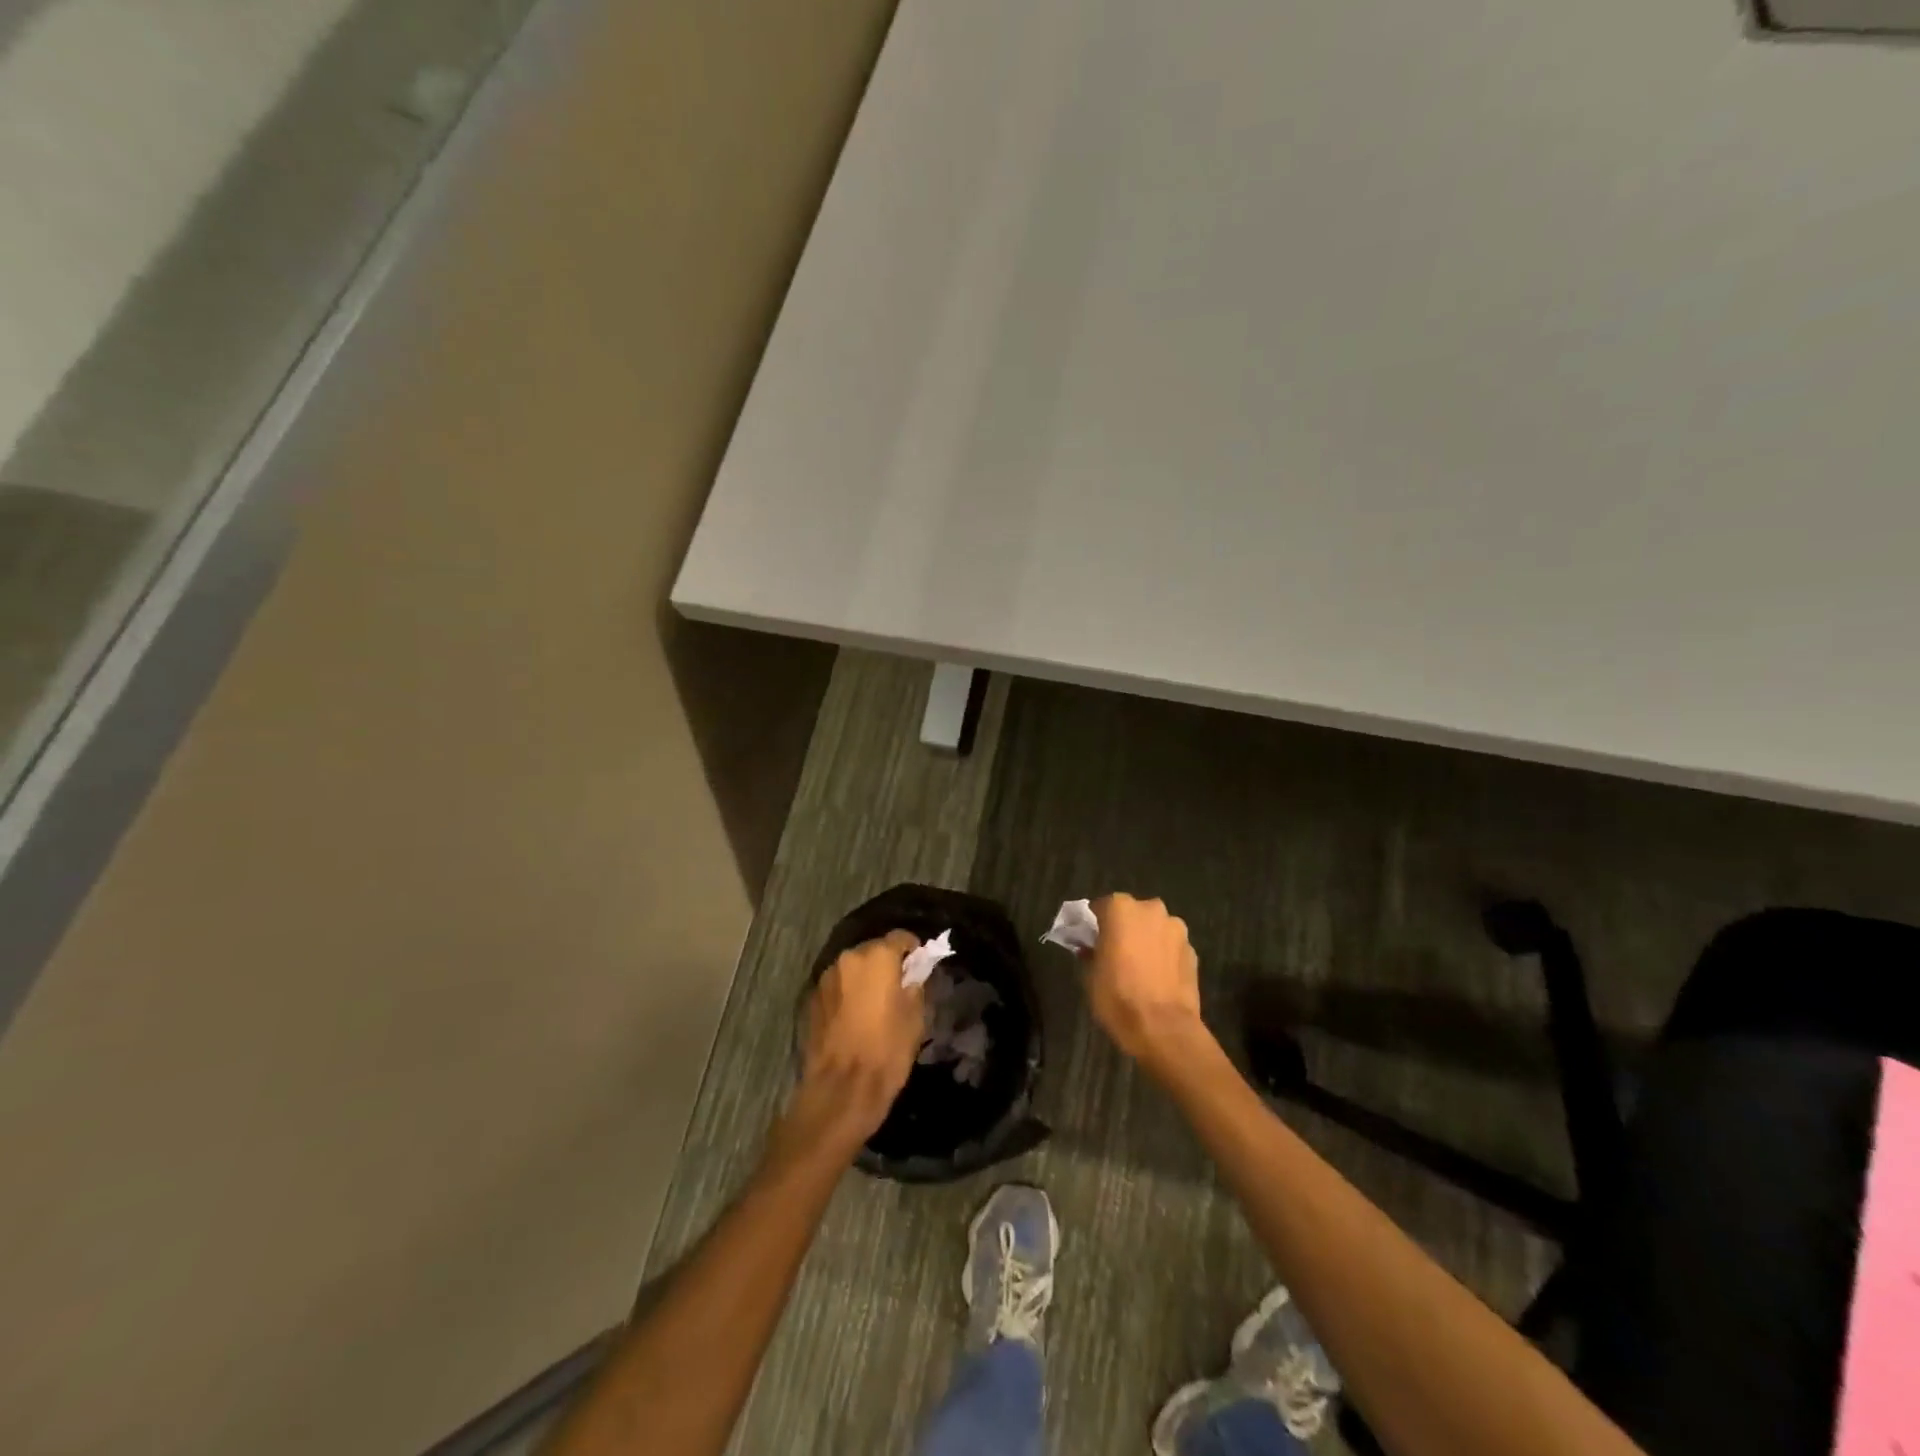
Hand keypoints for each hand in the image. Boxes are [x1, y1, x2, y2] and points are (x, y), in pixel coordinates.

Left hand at [778, 930, 925, 1162]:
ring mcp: (826, 978)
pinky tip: (854, 1017)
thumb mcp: (916, 1016)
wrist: (842, 1088)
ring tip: (874, 1004)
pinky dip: (848, 994)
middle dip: (886, 963)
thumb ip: (915, 985)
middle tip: (898, 986)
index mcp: (877, 957)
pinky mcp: (812, 999)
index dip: (912, 949)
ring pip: (853, 969)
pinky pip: (837, 987)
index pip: (900, 937)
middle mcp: (848, 958)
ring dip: (864, 978)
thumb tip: (913, 974)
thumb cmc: (887, 1050)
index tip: (919, 965)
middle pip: (873, 950)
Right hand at [1085, 894, 1211, 1073]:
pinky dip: (1164, 955)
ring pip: (1154, 928)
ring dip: (1146, 940)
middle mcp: (1150, 909)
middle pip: (1131, 914)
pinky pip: (1171, 946)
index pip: (1100, 907)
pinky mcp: (1193, 950)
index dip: (1094, 925)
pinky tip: (1158, 977)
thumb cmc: (1118, 997)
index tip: (1090, 942)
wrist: (1163, 1029)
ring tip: (1139, 967)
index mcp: (1120, 908)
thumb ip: (1089, 952)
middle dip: (1124, 929)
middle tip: (1115, 953)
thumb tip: (1091, 948)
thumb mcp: (1089, 975)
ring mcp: (1176, 928)